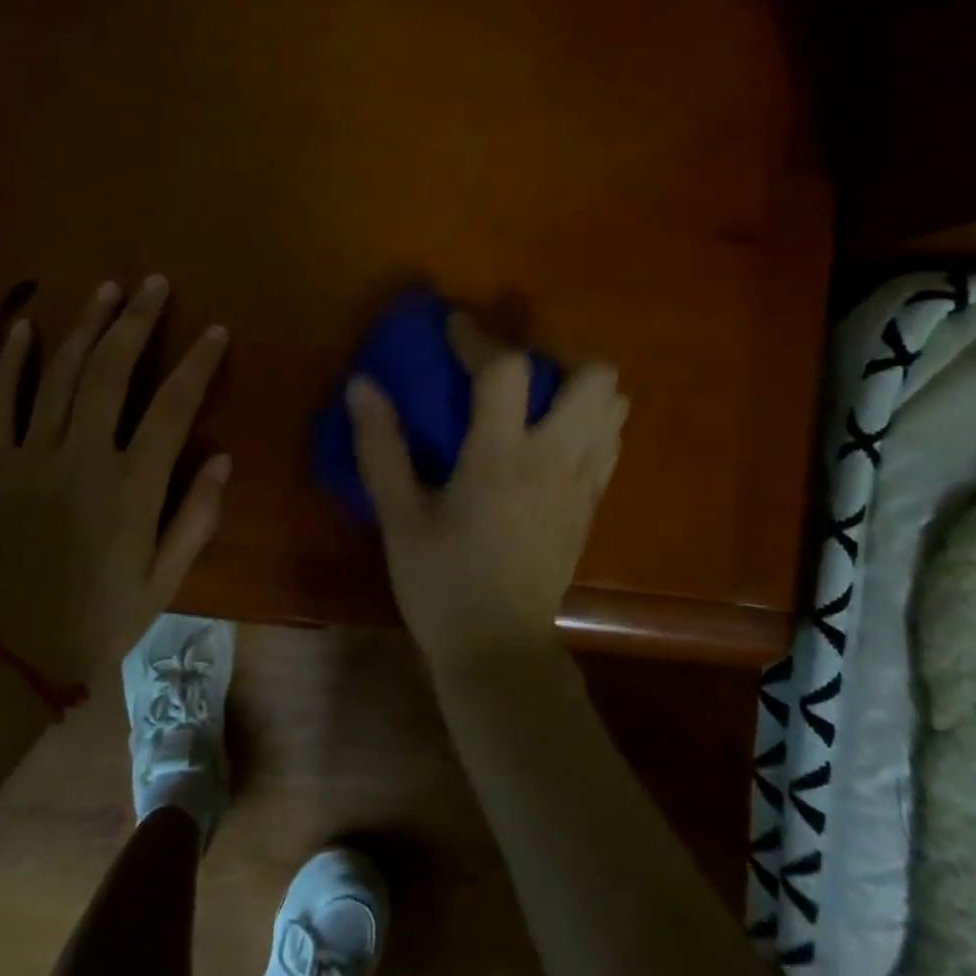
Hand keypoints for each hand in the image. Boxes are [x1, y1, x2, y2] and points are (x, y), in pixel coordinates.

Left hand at [0, 276, 230, 687]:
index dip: (197, 363)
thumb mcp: (164, 581)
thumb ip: (196, 517)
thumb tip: (222, 459)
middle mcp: (82, 459)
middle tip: (155, 283)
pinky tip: (23, 325)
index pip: (172, 406)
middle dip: (137, 321)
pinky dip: (9, 362)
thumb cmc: (99, 620)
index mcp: (132, 488)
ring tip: (108, 289)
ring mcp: (31, 457)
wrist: (11, 654)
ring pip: (59, 374)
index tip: (215, 331)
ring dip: (85, 325)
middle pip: (111, 371)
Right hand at [346, 315, 626, 664]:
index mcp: (501, 456)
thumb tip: (362, 385)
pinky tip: (549, 441)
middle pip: (595, 377)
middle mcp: (554, 459)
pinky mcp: (591, 508)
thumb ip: (380, 446)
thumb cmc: (441, 582)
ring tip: (536, 400)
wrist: (498, 650)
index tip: (454, 325)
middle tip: (512, 369)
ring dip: (579, 389)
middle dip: (556, 355)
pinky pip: (608, 444)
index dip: (478, 336)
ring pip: (613, 409)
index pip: (505, 369)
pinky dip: (588, 424)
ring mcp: (582, 484)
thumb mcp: (398, 515)